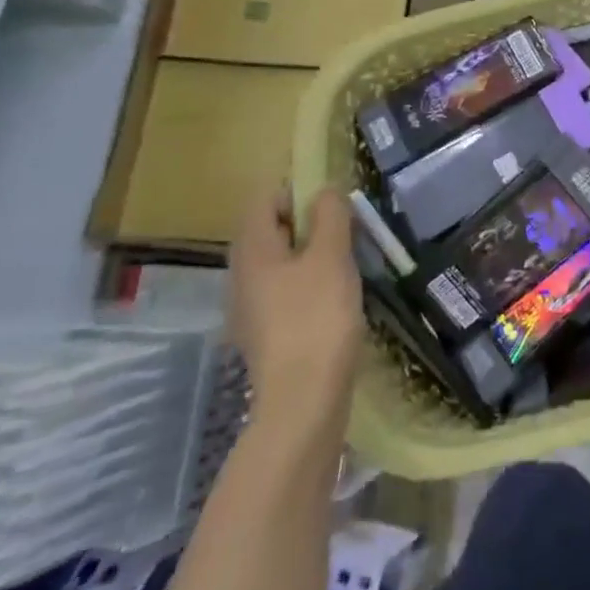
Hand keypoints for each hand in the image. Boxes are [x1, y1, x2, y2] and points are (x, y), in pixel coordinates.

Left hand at [229, 188, 362, 429]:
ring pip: (280, 263)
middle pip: (271, 231)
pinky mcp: (266, 333)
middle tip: (348, 232)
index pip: (265, 200)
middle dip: (309, 223)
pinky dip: (309, 284)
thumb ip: (330, 217)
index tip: (335, 204)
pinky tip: (337, 299)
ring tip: (349, 264)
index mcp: (252, 251)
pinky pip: (285, 291)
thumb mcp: (331, 258)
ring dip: (312, 254)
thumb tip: (325, 189)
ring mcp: (250, 308)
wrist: (303, 399)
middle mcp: (241, 275)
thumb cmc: (317, 318)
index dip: (298, 191)